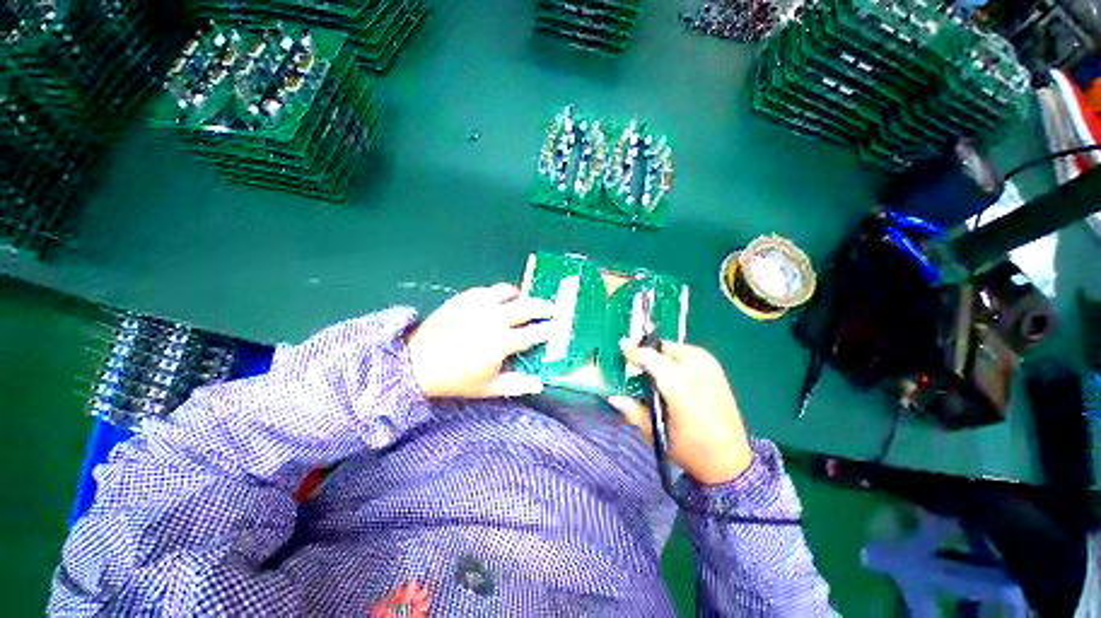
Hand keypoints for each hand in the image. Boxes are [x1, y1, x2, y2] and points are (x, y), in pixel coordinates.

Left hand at [407, 283, 553, 398]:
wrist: (418, 363)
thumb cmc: (456, 379)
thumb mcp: (488, 388)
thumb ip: (516, 384)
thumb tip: (538, 384)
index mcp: (503, 341)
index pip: (534, 332)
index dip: (548, 329)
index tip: (555, 327)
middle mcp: (495, 318)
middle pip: (526, 306)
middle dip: (542, 306)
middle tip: (550, 308)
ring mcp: (479, 305)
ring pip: (507, 291)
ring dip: (519, 295)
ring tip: (522, 299)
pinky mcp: (465, 298)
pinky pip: (487, 289)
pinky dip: (497, 293)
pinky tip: (496, 299)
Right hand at [607, 340, 752, 484]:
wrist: (730, 461)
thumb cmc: (689, 449)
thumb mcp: (655, 433)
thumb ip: (632, 410)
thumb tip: (613, 396)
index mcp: (679, 385)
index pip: (649, 356)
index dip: (632, 351)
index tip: (621, 349)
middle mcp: (696, 368)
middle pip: (662, 347)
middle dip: (646, 353)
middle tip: (634, 364)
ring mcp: (709, 366)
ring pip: (675, 348)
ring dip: (660, 355)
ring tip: (651, 370)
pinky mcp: (717, 369)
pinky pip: (688, 353)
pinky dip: (674, 358)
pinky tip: (669, 373)